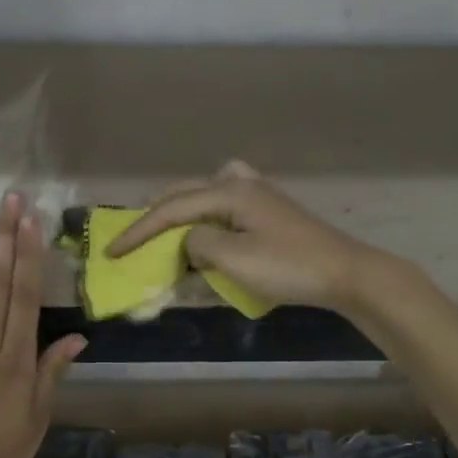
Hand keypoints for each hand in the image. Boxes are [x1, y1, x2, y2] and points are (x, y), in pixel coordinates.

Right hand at [106, 161, 383, 310]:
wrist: (345, 273)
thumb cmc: (288, 266)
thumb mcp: (234, 258)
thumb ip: (198, 244)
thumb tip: (188, 240)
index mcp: (229, 191)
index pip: (171, 208)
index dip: (138, 231)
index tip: (112, 252)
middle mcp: (241, 184)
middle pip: (187, 192)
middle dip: (156, 214)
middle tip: (132, 236)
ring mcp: (259, 195)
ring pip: (207, 193)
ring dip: (182, 209)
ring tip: (166, 229)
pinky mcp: (270, 211)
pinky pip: (226, 204)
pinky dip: (207, 213)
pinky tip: (210, 228)